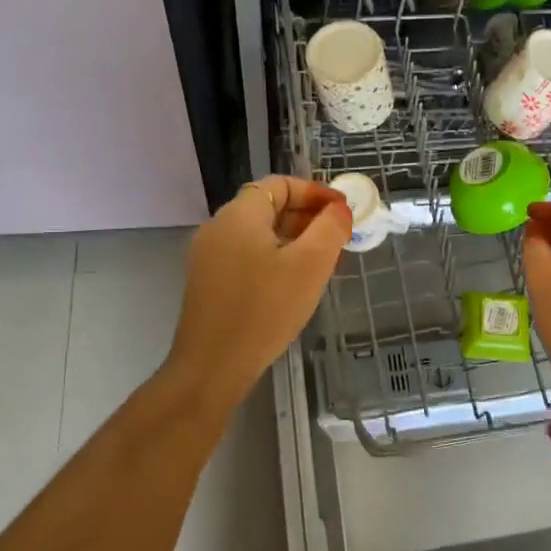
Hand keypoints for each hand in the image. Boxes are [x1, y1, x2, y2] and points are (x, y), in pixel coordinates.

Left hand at [169, 176, 350, 402]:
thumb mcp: (310, 265)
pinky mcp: (208, 282)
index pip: (280, 184)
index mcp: (240, 214)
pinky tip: (293, 283)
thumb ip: (330, 228)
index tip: (342, 212)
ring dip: (293, 239)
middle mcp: (218, 227)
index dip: (315, 192)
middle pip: (268, 206)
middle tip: (338, 238)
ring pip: (258, 234)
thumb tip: (340, 209)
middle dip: (307, 216)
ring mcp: (208, 256)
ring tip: (322, 262)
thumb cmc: (265, 309)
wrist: (213, 366)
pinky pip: (246, 255)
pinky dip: (274, 257)